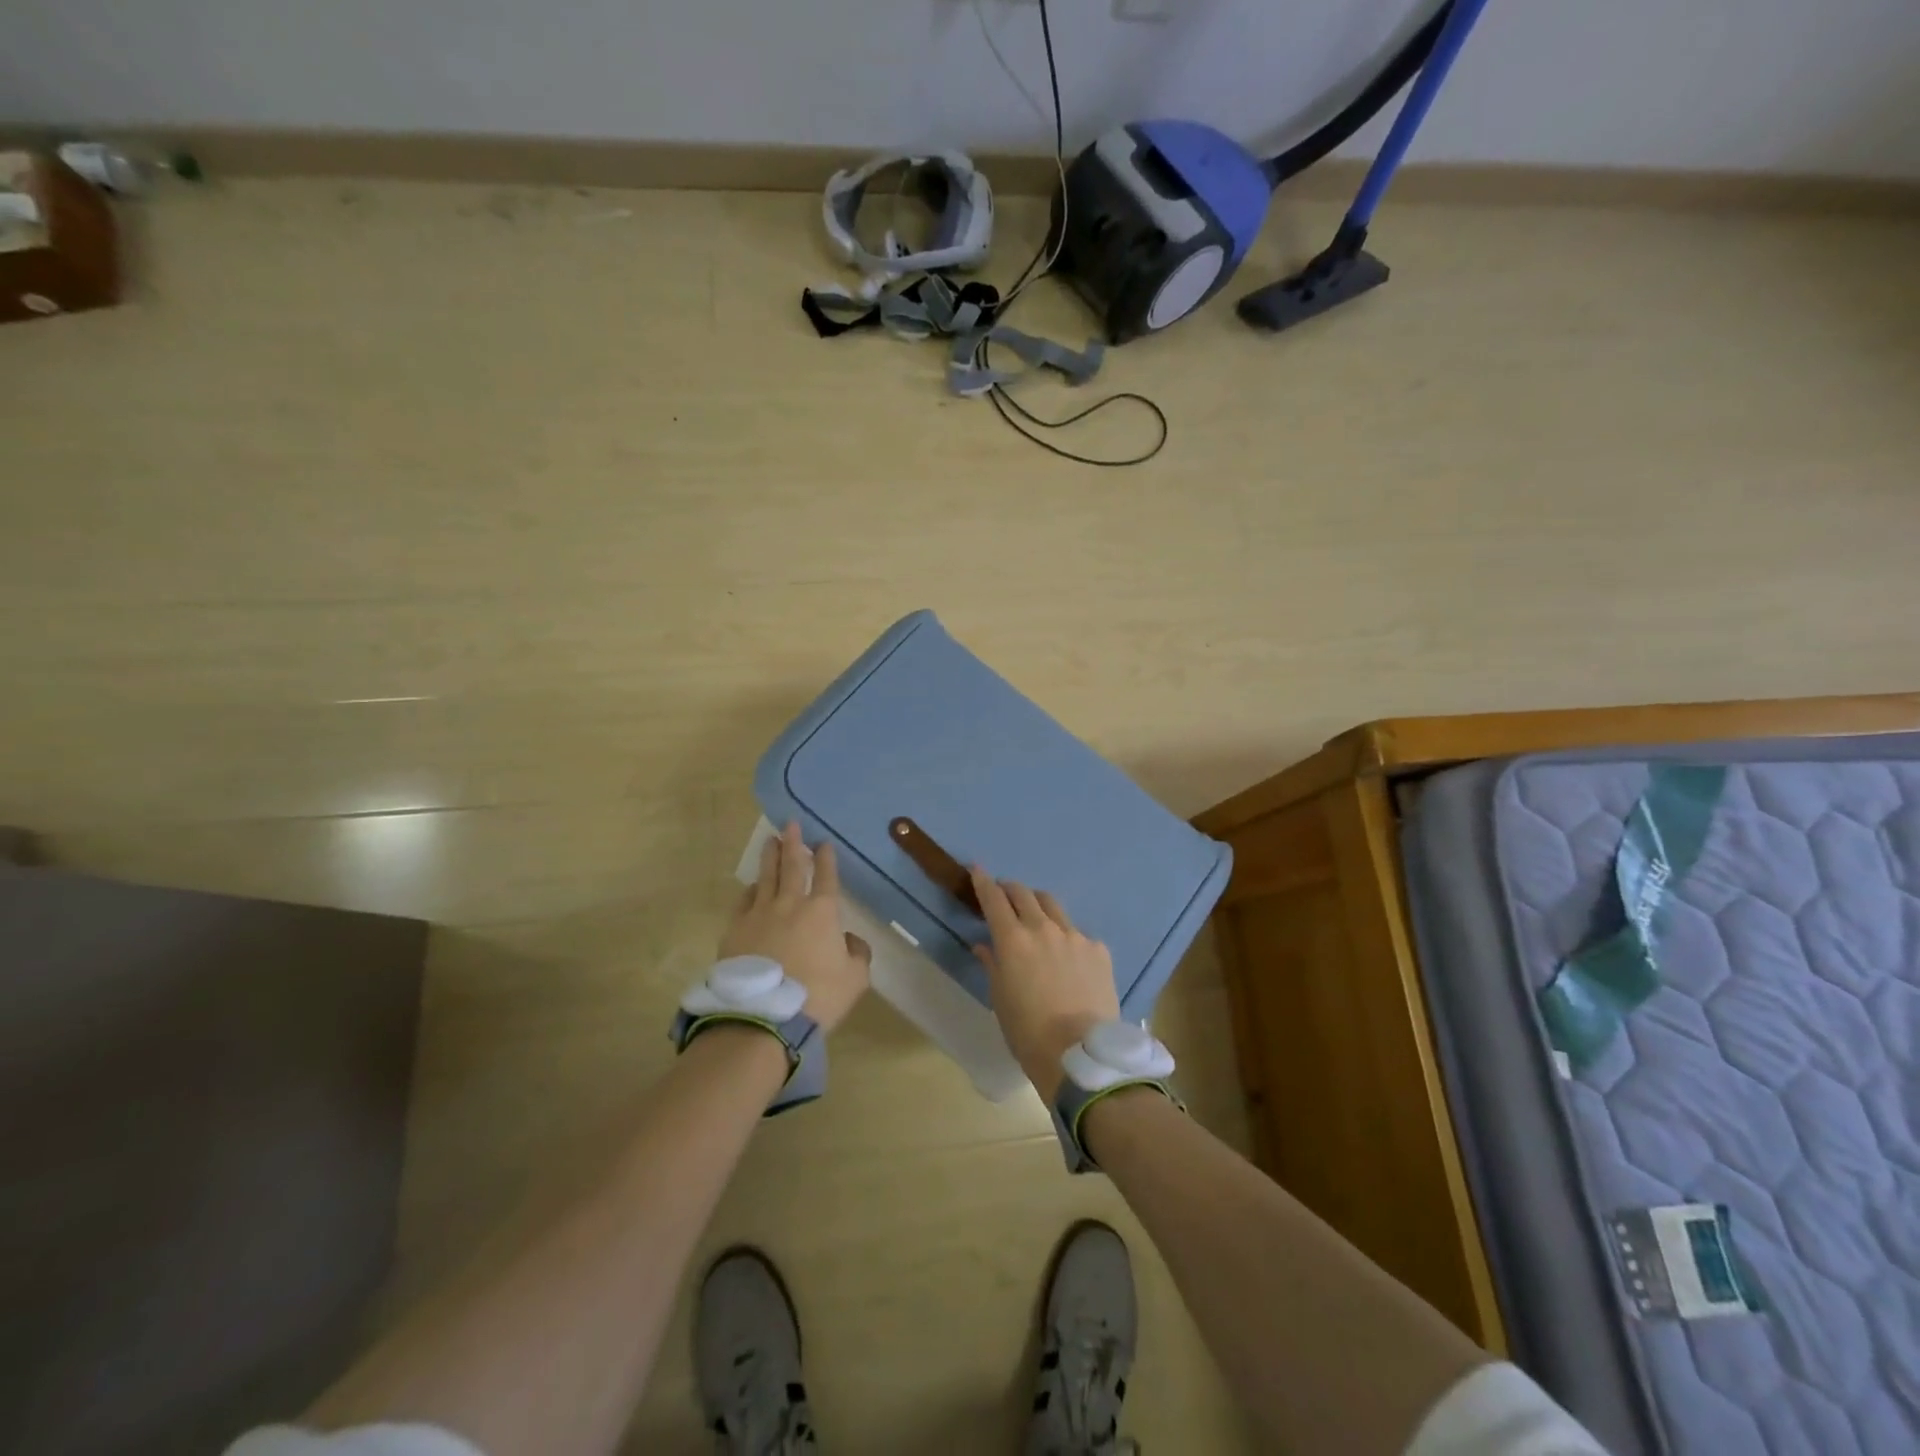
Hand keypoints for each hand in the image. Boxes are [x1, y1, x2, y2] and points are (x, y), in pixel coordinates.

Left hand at [720, 822, 871, 1033]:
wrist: (764, 1017)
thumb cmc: (818, 997)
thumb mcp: (855, 979)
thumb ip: (857, 953)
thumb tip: (849, 940)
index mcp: (822, 911)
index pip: (826, 876)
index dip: (826, 858)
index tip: (824, 843)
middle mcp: (790, 904)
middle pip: (792, 866)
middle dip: (794, 844)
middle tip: (791, 824)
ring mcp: (759, 915)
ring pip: (765, 877)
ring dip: (770, 857)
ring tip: (771, 841)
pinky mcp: (735, 930)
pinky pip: (744, 901)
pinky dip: (751, 890)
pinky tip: (752, 886)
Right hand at [970, 868, 1119, 1102]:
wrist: (1080, 1054)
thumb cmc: (1028, 1032)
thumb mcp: (1000, 1000)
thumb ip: (992, 965)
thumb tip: (984, 946)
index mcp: (1013, 940)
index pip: (993, 898)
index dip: (983, 881)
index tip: (977, 870)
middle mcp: (1043, 928)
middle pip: (1024, 894)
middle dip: (1010, 889)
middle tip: (1005, 895)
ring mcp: (1075, 936)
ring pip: (1053, 906)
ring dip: (1038, 905)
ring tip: (1036, 917)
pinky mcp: (1098, 949)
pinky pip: (1078, 934)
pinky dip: (1066, 937)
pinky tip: (1068, 957)